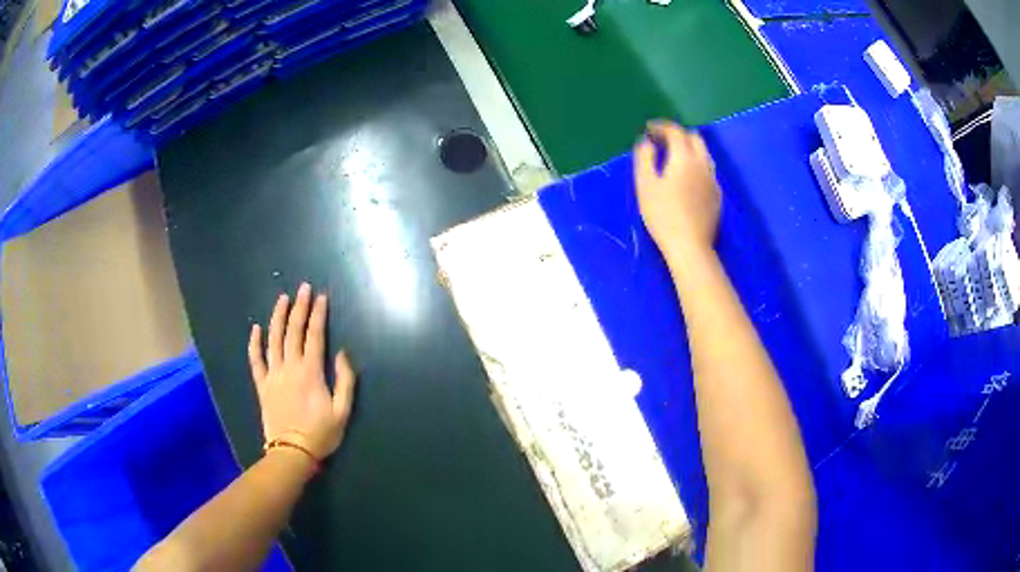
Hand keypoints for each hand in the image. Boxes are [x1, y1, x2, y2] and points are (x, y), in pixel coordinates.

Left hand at [248, 283, 356, 461]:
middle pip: (293, 331)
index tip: (321, 297)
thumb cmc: (321, 433)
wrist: (292, 452)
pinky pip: (256, 360)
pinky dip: (254, 343)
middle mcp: (290, 367)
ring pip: (273, 339)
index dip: (318, 314)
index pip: (314, 335)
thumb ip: (345, 381)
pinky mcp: (262, 385)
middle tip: (303, 288)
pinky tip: (255, 328)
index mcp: (311, 372)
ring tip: (282, 299)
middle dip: (299, 307)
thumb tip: (341, 353)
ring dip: (277, 317)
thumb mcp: (343, 411)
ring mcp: (273, 375)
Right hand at [634, 121, 720, 257]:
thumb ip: (644, 158)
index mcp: (685, 158)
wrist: (690, 246)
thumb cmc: (663, 215)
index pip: (676, 131)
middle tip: (661, 141)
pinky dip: (696, 165)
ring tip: (674, 157)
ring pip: (704, 154)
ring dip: (689, 148)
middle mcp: (703, 164)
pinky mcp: (717, 195)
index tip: (648, 129)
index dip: (662, 127)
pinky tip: (687, 178)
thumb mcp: (645, 185)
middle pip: (695, 138)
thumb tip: (646, 142)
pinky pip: (708, 170)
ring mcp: (713, 180)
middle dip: (678, 134)